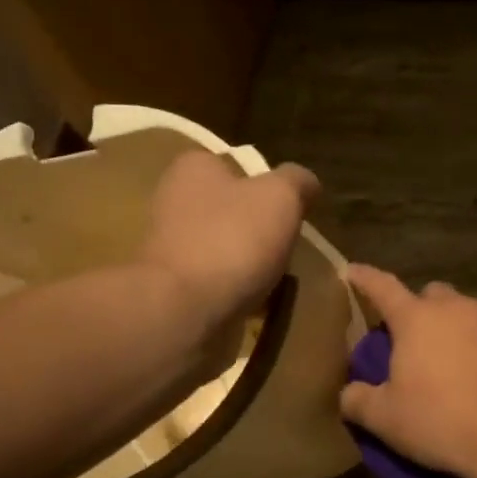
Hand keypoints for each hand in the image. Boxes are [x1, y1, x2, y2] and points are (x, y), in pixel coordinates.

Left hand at [139, 150, 318, 336]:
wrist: (184, 310)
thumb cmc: (232, 240)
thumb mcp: (281, 197)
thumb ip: (297, 182)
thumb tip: (307, 183)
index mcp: (194, 168)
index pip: (238, 167)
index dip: (268, 188)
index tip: (290, 213)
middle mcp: (173, 200)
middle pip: (232, 210)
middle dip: (258, 230)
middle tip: (286, 249)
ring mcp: (169, 246)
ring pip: (224, 248)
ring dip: (248, 263)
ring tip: (274, 281)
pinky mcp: (172, 286)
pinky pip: (216, 282)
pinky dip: (235, 291)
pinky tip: (254, 304)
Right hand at [338, 265, 476, 477]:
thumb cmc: (438, 422)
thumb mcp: (384, 419)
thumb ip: (356, 400)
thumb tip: (349, 393)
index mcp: (416, 319)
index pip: (382, 288)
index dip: (365, 279)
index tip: (354, 272)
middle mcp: (457, 308)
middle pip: (433, 296)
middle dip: (422, 312)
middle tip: (418, 344)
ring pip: (470, 313)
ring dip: (459, 330)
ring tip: (459, 364)